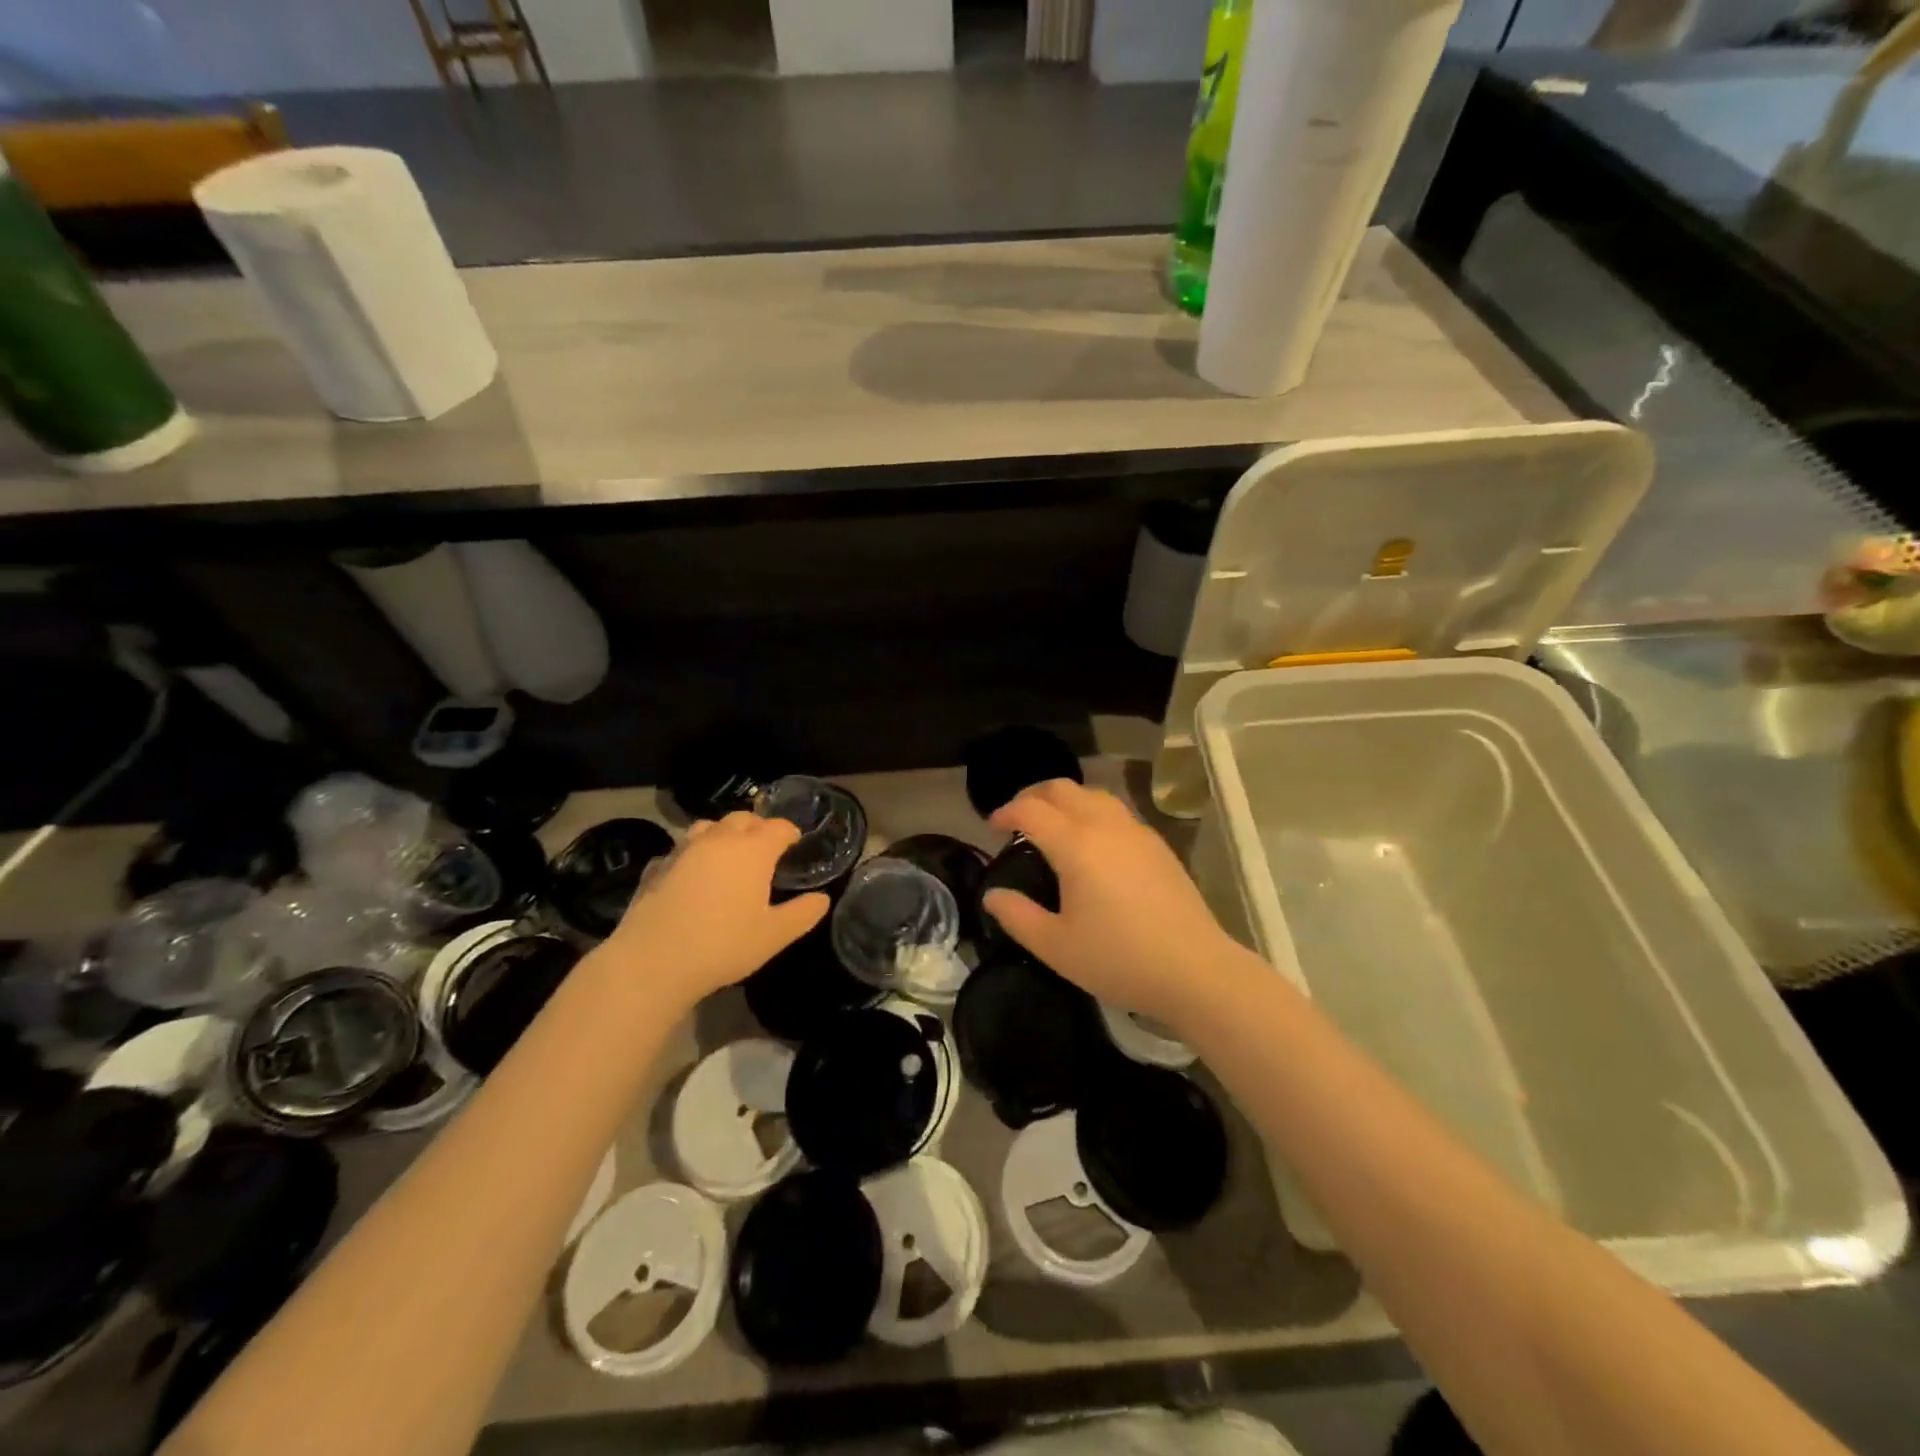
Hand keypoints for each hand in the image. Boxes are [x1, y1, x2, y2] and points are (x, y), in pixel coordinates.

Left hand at [604, 813, 828, 1008]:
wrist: (653, 962)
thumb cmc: (723, 945)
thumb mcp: (774, 936)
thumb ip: (803, 914)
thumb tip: (822, 899)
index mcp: (752, 850)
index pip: (778, 827)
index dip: (790, 833)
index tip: (795, 843)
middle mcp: (718, 840)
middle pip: (742, 819)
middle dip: (757, 827)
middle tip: (765, 848)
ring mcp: (683, 850)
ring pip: (707, 827)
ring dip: (722, 834)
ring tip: (728, 854)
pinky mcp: (656, 867)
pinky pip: (680, 851)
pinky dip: (692, 855)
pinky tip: (691, 875)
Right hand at [983, 781, 1242, 1025]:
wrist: (1195, 970)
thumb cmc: (1119, 959)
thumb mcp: (1055, 947)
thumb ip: (1017, 916)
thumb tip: (992, 895)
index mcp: (1076, 845)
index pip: (1031, 810)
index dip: (1005, 811)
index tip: (992, 826)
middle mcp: (1105, 826)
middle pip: (1063, 789)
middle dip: (1033, 795)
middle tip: (1017, 818)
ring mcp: (1137, 832)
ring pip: (1093, 794)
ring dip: (1066, 800)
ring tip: (1053, 825)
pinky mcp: (1158, 845)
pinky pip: (1116, 811)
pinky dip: (1092, 812)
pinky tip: (1092, 843)